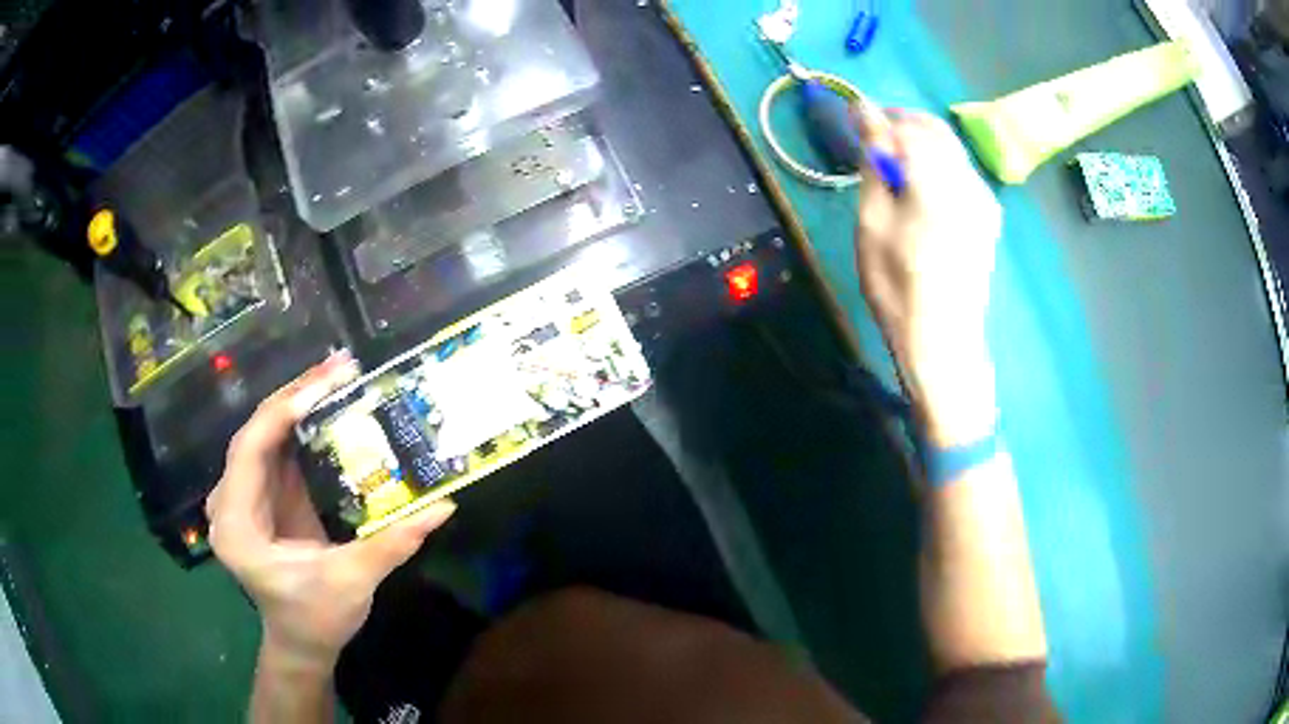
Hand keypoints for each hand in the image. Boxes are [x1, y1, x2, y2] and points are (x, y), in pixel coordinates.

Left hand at [206, 352, 457, 673]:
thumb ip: (392, 544)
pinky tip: (325, 406)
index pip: (251, 450)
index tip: (326, 384)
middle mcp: (229, 501)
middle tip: (340, 367)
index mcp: (237, 525)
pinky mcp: (259, 495)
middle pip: (256, 432)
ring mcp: (242, 495)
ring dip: (298, 403)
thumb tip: (443, 506)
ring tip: (337, 376)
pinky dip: (299, 425)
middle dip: (296, 396)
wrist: (301, 641)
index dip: (283, 412)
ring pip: (264, 434)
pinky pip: (275, 448)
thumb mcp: (353, 583)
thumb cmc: (317, 618)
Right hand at [852, 107, 1001, 444]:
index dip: (877, 117)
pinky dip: (936, 163)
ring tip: (892, 159)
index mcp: (937, 180)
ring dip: (920, 142)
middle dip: (902, 123)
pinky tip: (919, 183)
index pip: (906, 126)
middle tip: (872, 134)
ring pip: (950, 148)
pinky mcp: (988, 215)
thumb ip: (875, 165)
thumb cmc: (899, 287)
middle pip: (935, 130)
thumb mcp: (873, 224)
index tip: (853, 114)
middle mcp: (968, 180)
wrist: (945, 342)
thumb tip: (868, 120)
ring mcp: (984, 198)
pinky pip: (960, 170)